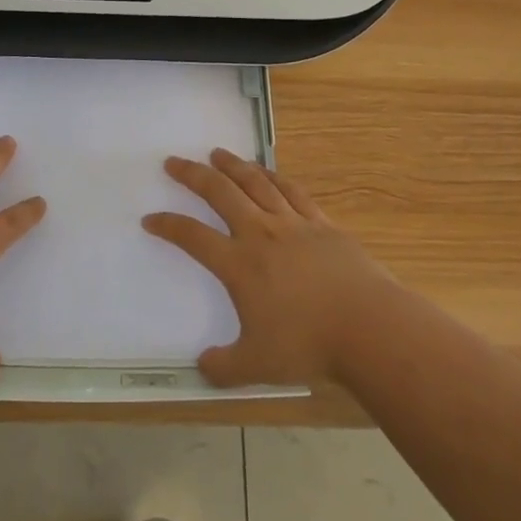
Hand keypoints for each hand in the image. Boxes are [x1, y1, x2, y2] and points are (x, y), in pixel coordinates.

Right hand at [143, 148, 392, 386]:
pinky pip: (292, 191)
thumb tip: (202, 366)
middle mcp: (261, 233)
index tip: (151, 218)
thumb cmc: (309, 345)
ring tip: (217, 153)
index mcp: (239, 264)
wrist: (369, 326)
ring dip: (233, 165)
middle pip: (220, 193)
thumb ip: (224, 367)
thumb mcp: (257, 366)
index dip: (168, 225)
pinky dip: (274, 177)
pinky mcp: (322, 224)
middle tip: (174, 161)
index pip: (192, 237)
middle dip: (193, 175)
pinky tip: (267, 172)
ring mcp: (293, 224)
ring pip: (256, 183)